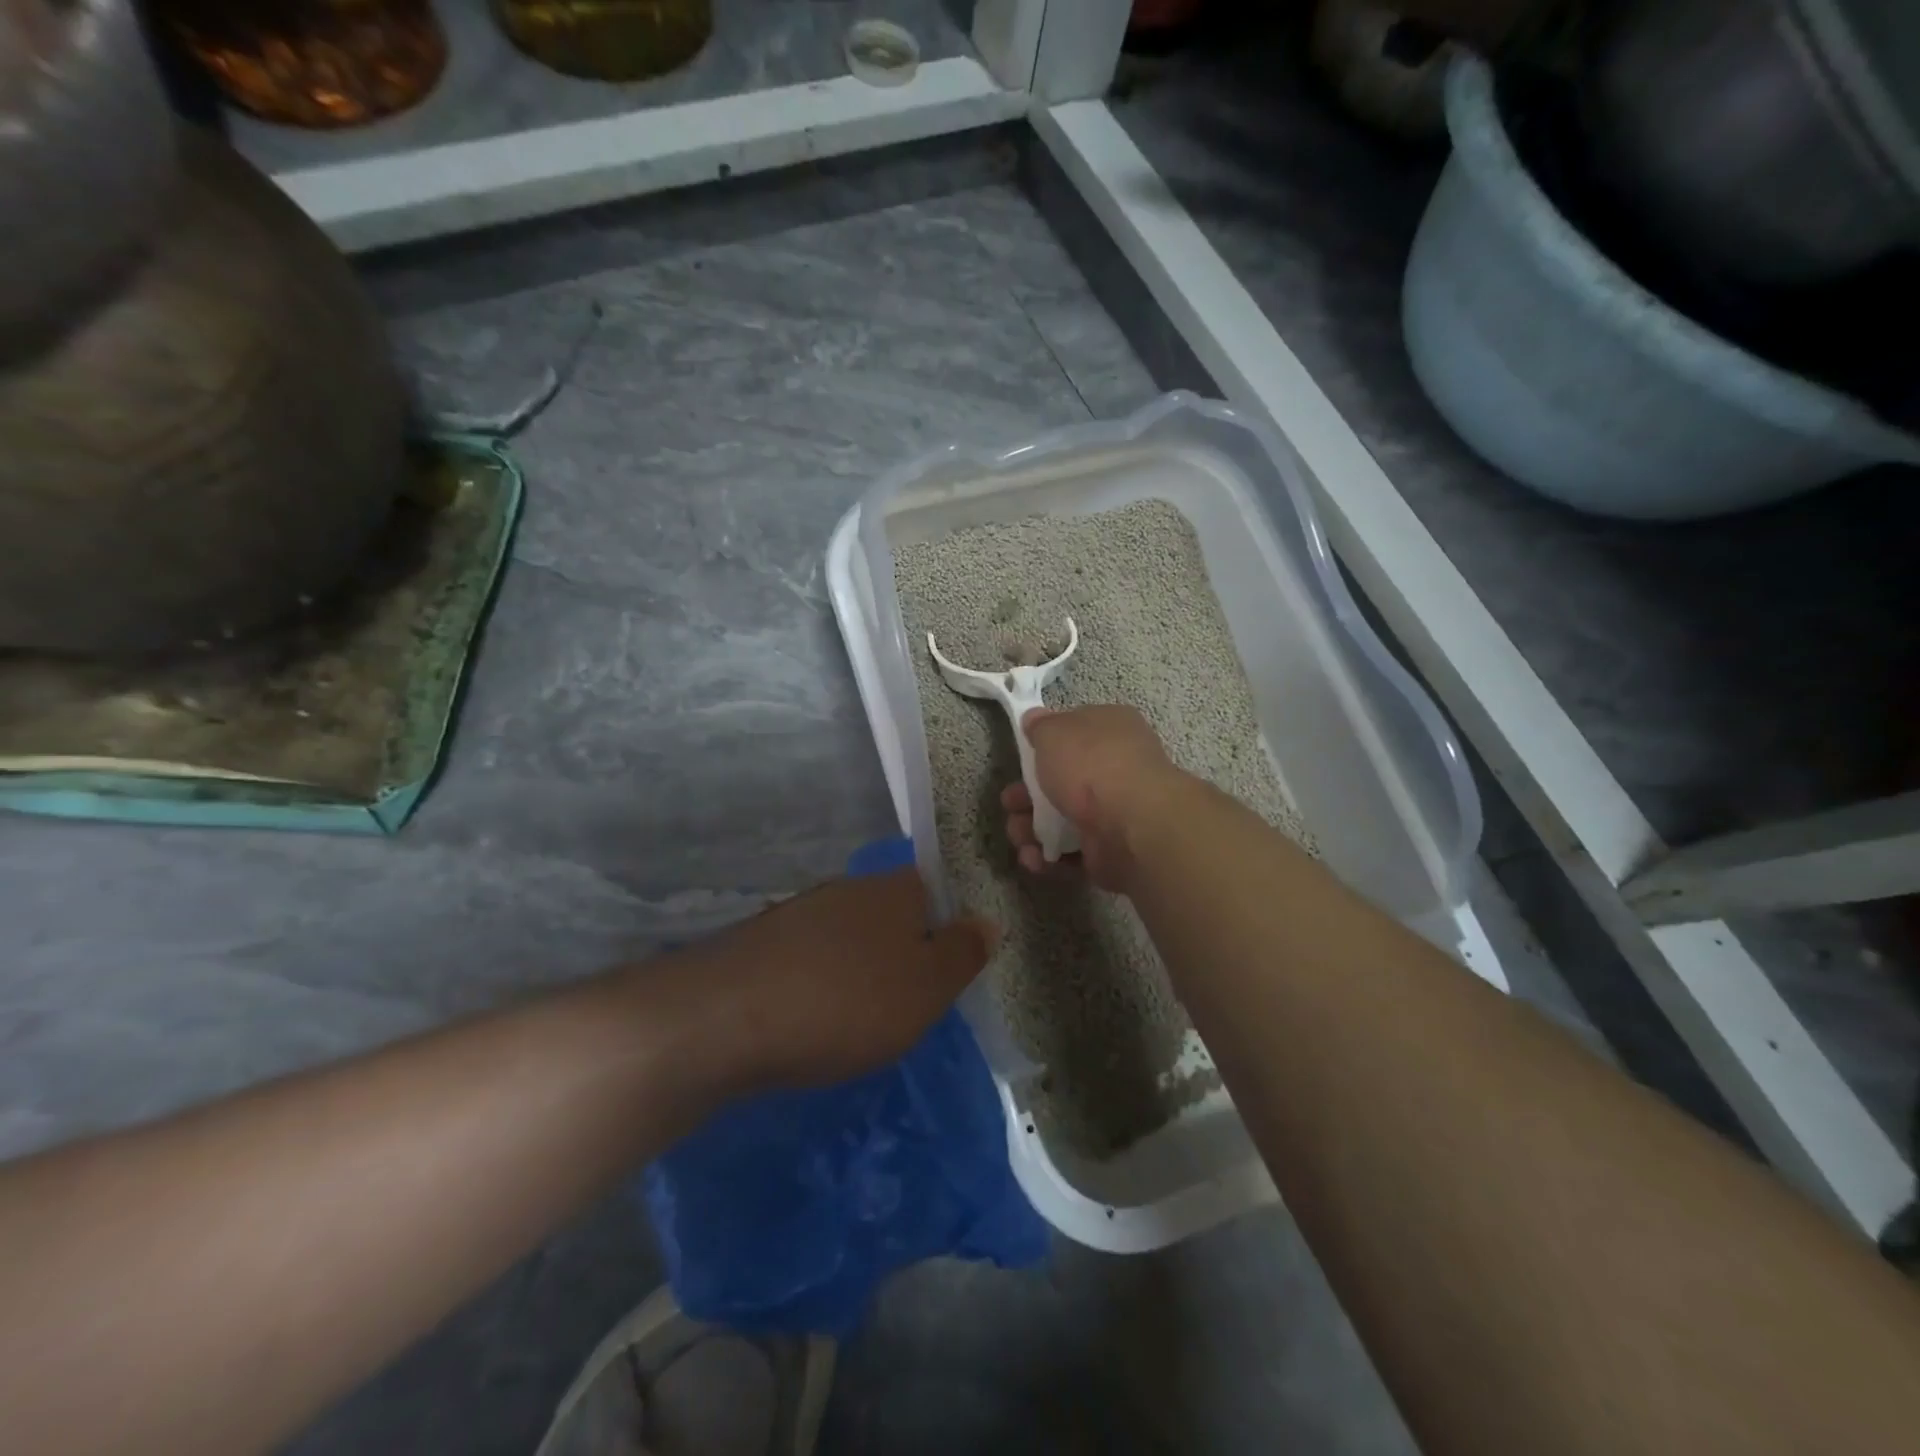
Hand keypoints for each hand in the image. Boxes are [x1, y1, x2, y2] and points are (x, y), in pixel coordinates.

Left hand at [695, 867, 995, 1089]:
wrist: (726, 1016)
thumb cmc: (847, 1001)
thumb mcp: (926, 987)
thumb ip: (962, 954)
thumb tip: (987, 921)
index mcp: (895, 890)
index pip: (934, 891)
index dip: (944, 931)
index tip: (942, 977)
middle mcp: (848, 889)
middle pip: (890, 914)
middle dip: (900, 954)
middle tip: (905, 1006)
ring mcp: (800, 913)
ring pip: (847, 938)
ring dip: (858, 971)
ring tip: (857, 1021)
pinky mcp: (762, 944)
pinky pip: (808, 960)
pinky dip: (818, 984)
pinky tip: (809, 1019)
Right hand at [1000, 705, 1184, 892]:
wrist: (1131, 824)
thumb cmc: (1091, 765)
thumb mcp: (1054, 732)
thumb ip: (1040, 727)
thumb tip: (1034, 719)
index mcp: (1112, 731)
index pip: (1075, 734)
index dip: (1045, 747)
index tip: (1021, 759)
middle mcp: (1118, 770)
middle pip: (1063, 783)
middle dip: (1027, 797)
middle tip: (1009, 804)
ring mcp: (1116, 814)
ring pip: (1063, 821)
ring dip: (1032, 830)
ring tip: (1019, 836)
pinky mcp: (1111, 852)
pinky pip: (1073, 854)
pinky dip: (1050, 858)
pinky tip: (1034, 859)